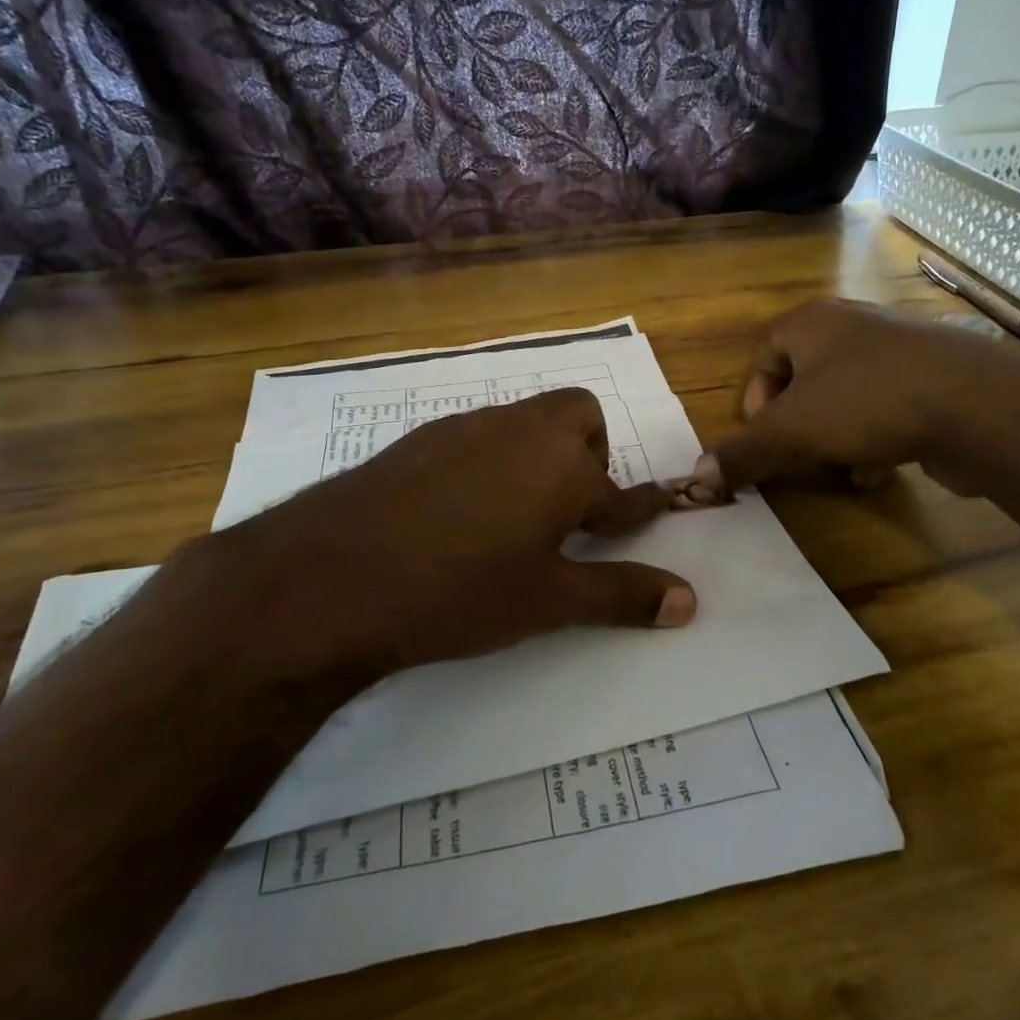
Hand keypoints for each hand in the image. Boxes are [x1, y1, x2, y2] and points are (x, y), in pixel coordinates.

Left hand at [162, 388, 695, 681]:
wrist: (329, 577)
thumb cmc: (458, 592)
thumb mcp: (548, 601)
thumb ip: (621, 595)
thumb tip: (689, 600)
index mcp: (562, 464)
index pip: (621, 489)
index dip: (640, 508)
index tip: (653, 513)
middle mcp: (519, 429)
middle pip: (577, 418)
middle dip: (588, 458)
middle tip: (567, 518)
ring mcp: (464, 427)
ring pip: (524, 424)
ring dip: (537, 459)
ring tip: (512, 521)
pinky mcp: (419, 438)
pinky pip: (476, 437)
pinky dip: (489, 463)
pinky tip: (457, 513)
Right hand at [693, 298, 1019, 495]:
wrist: (978, 404)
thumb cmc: (867, 402)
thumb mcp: (791, 431)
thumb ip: (743, 452)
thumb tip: (697, 475)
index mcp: (811, 322)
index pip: (763, 355)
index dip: (754, 401)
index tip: (763, 438)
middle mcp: (852, 326)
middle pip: (803, 380)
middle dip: (797, 427)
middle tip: (799, 458)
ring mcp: (897, 349)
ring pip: (844, 398)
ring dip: (833, 439)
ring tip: (841, 469)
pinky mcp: (932, 378)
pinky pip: (883, 408)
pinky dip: (872, 438)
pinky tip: (878, 469)